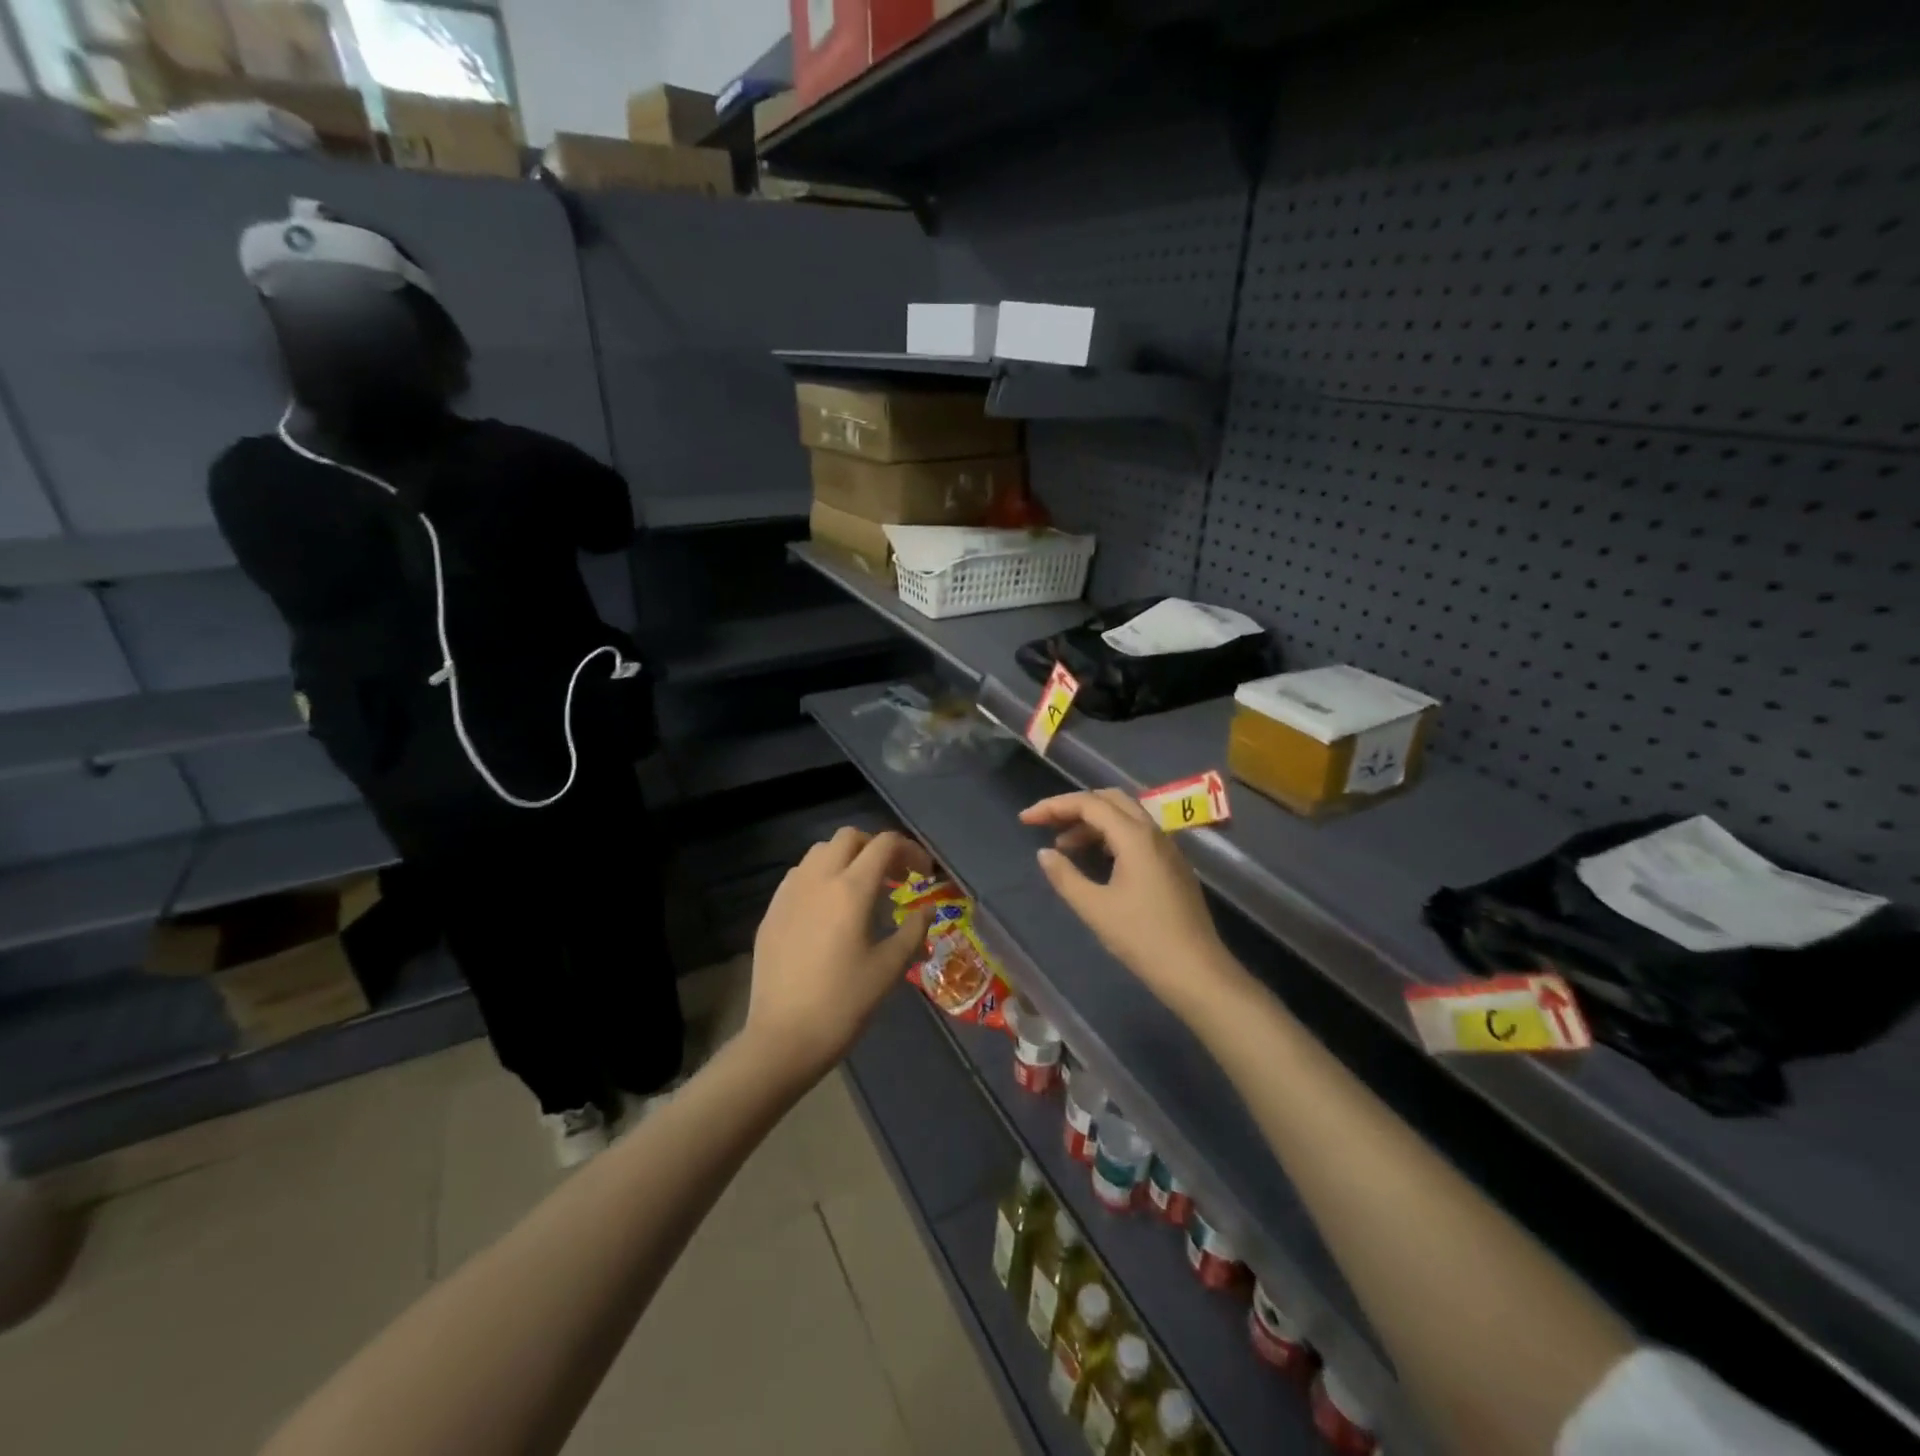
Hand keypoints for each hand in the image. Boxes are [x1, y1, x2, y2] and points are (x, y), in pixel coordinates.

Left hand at [747, 827, 935, 1084]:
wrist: (783, 1038)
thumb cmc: (843, 1004)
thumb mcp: (889, 969)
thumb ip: (913, 930)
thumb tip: (927, 910)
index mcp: (851, 890)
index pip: (884, 845)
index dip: (910, 851)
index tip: (923, 875)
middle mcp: (817, 879)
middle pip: (849, 838)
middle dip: (876, 848)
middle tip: (893, 878)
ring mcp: (789, 893)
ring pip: (819, 852)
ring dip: (846, 859)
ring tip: (861, 891)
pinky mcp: (771, 911)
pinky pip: (799, 875)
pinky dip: (820, 877)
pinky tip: (828, 910)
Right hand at [1020, 790, 1237, 1018]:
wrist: (1196, 971)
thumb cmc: (1142, 938)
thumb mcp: (1094, 908)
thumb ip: (1065, 876)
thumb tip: (1045, 853)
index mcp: (1134, 836)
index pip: (1088, 803)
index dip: (1053, 806)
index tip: (1026, 819)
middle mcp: (1153, 832)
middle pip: (1110, 800)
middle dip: (1074, 807)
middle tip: (1047, 825)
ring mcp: (1168, 848)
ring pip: (1126, 817)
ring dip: (1093, 823)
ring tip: (1065, 847)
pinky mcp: (1173, 866)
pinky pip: (1138, 835)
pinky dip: (1111, 836)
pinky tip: (1097, 861)